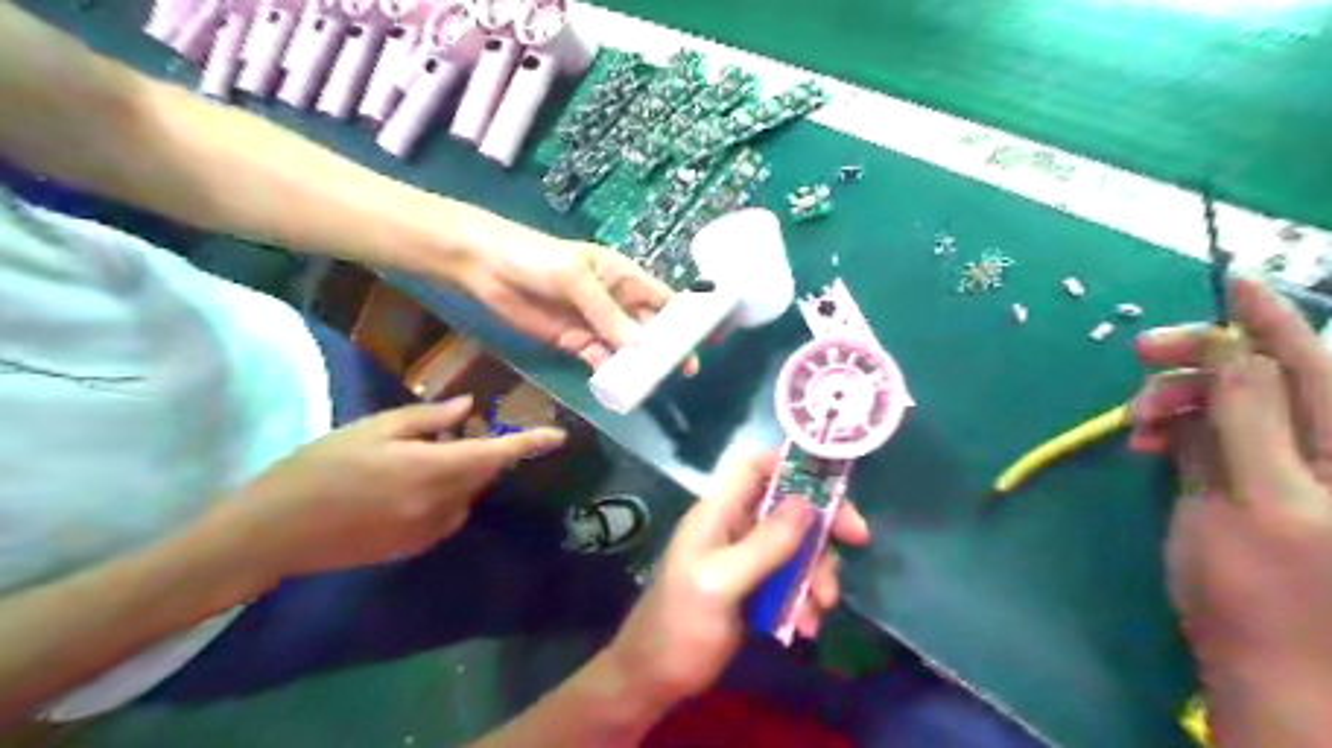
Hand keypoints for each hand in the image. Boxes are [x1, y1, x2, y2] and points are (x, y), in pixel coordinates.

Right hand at [210, 398, 562, 579]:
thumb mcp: (373, 429)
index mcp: (433, 470)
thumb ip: (428, 419)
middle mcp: (443, 504)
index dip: (530, 444)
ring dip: (461, 472)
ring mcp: (430, 531)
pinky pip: (448, 513)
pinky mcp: (415, 547)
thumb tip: (468, 407)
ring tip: (421, 456)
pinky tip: (406, 485)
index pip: (496, 455)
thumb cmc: (320, 468)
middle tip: (455, 430)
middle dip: (483, 451)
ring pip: (466, 493)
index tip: (558, 436)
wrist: (275, 533)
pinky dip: (445, 493)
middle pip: (483, 473)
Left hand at [458, 222, 697, 371]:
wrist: (487, 268)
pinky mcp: (574, 340)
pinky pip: (599, 358)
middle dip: (665, 347)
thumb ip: (606, 311)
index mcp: (623, 277)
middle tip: (683, 371)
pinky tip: (619, 383)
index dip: (682, 318)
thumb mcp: (576, 278)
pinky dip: (610, 370)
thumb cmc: (537, 259)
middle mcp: (616, 302)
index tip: (701, 340)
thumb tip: (638, 344)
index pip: (662, 299)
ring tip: (653, 382)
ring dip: (639, 364)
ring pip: (626, 347)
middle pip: (649, 327)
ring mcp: (595, 323)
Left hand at [606, 452, 876, 710]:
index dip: (790, 464)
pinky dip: (805, 599)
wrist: (655, 678)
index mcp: (718, 513)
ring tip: (820, 607)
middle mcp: (735, 528)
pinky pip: (792, 580)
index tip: (831, 481)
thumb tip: (807, 503)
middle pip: (788, 506)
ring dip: (817, 573)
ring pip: (797, 546)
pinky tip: (805, 627)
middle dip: (823, 524)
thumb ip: (764, 544)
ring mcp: (746, 559)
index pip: (754, 468)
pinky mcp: (756, 588)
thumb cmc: (681, 624)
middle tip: (857, 540)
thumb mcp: (721, 583)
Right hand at [1127, 281, 1331, 741]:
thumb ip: (1253, 423)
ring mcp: (1285, 464)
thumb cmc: (1268, 595)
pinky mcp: (1248, 482)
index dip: (1270, 320)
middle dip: (1201, 361)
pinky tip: (1145, 441)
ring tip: (1134, 424)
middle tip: (1139, 355)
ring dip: (1176, 399)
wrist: (1271, 669)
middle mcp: (1324, 447)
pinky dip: (1176, 428)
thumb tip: (1237, 354)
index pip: (1316, 364)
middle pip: (1266, 376)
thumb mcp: (1258, 504)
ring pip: (1230, 402)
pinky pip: (1212, 433)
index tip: (1227, 281)